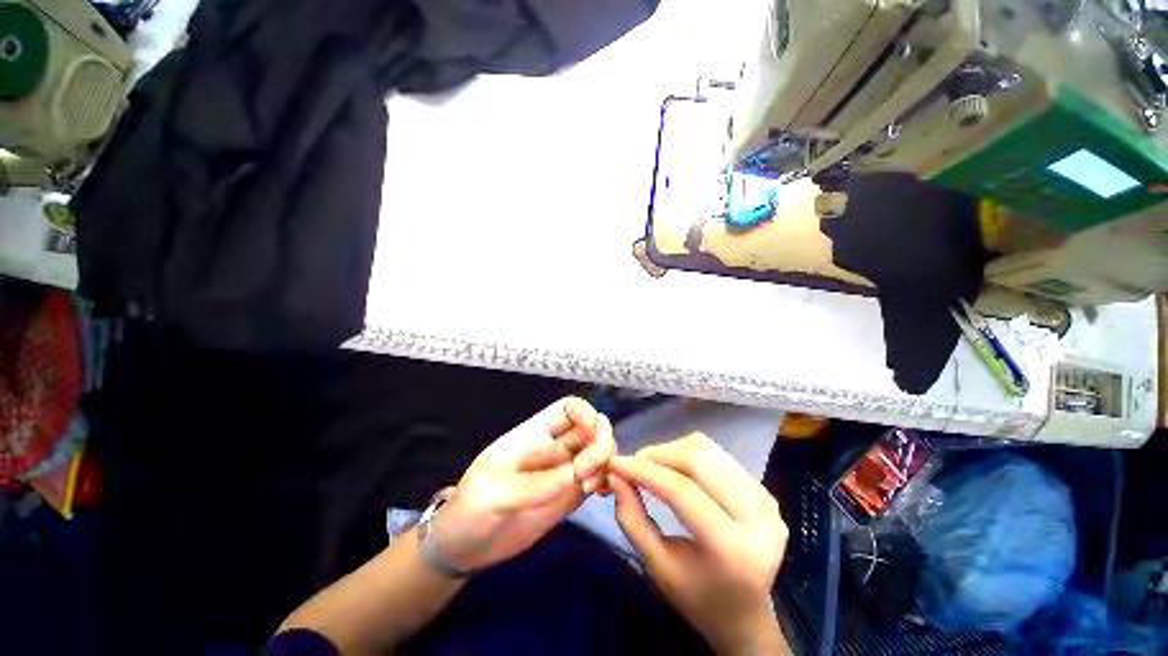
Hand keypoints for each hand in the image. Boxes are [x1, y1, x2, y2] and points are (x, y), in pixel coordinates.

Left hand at [433, 397, 614, 571]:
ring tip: (591, 488)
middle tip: (586, 472)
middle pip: (592, 427)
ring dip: (605, 463)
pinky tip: (602, 494)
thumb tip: (574, 474)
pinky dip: (608, 479)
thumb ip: (532, 484)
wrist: (467, 545)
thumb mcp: (492, 494)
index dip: (585, 413)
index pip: (569, 408)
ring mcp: (566, 470)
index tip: (590, 434)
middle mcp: (556, 447)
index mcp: (536, 434)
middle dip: (600, 442)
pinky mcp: (571, 493)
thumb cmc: (472, 509)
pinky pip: (599, 477)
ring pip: (600, 451)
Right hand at [609, 433, 788, 655]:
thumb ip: (631, 519)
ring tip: (651, 466)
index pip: (681, 491)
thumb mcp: (657, 567)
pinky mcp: (765, 490)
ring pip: (706, 450)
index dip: (644, 471)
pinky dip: (688, 454)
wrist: (746, 615)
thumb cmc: (697, 598)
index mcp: (734, 549)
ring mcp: (767, 500)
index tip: (615, 463)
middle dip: (656, 455)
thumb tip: (615, 475)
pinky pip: (717, 455)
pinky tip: (676, 470)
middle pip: (696, 461)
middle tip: (632, 464)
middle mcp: (760, 518)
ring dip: (671, 450)